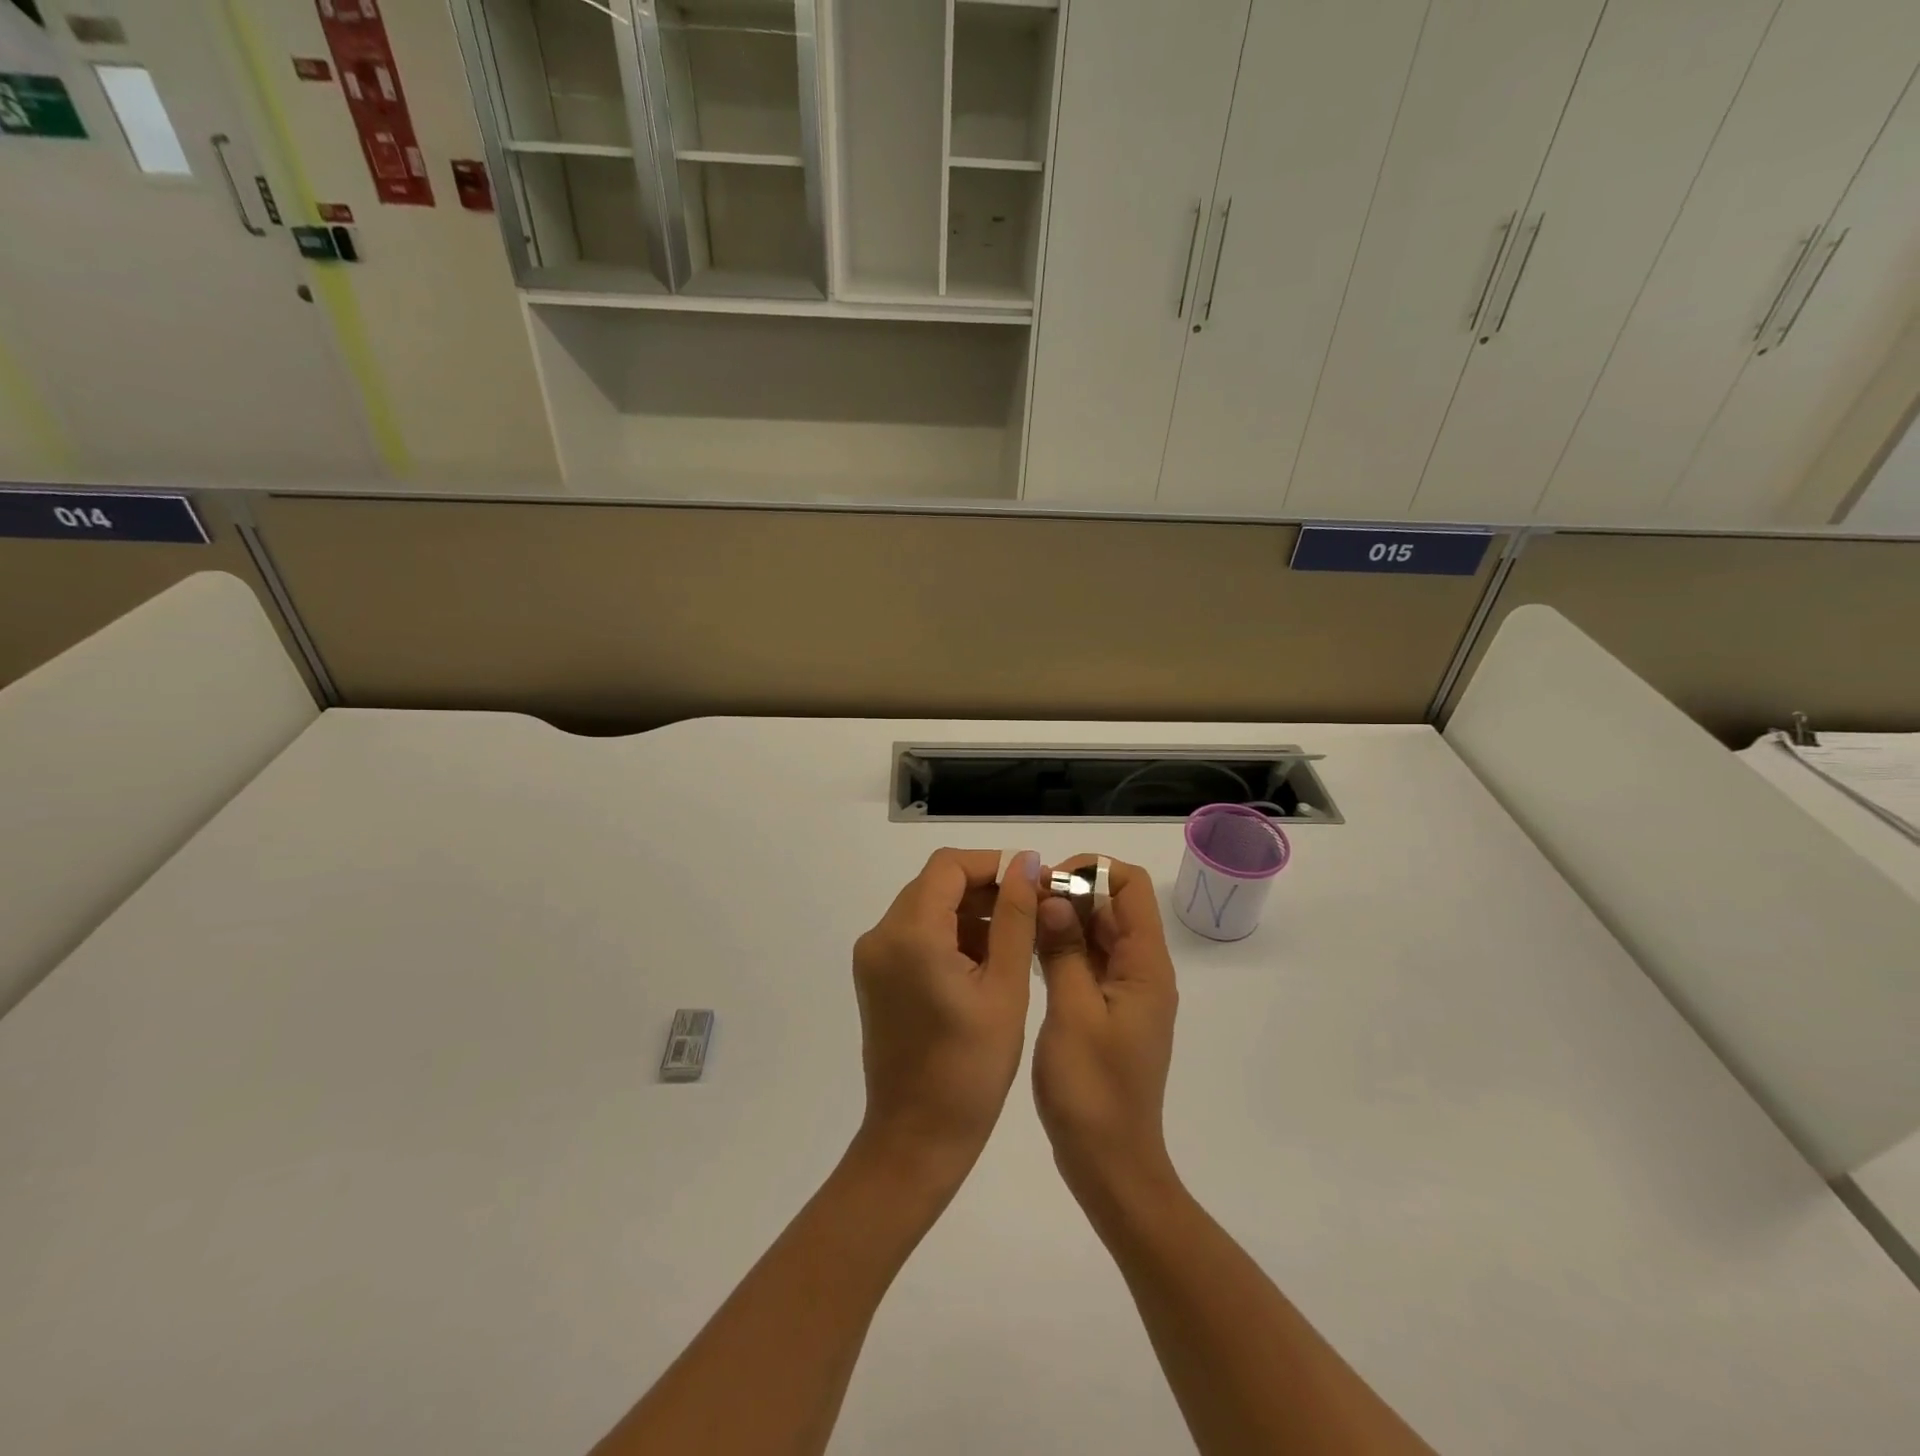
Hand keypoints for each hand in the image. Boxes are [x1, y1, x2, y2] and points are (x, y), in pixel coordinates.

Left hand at [851, 848, 1042, 1189]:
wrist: (916, 1139)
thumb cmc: (970, 1069)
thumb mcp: (1005, 987)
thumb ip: (1015, 917)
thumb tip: (1025, 863)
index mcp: (910, 934)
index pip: (949, 866)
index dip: (992, 864)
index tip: (1032, 883)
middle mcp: (881, 935)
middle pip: (935, 884)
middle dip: (984, 889)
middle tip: (1031, 912)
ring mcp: (873, 957)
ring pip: (926, 908)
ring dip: (969, 913)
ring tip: (1015, 941)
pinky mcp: (875, 977)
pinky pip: (915, 935)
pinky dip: (949, 936)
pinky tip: (985, 963)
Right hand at [1032, 857, 1180, 1209]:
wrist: (1110, 1165)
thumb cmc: (1092, 1090)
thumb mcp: (1072, 1012)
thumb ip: (1065, 950)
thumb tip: (1054, 898)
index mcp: (1145, 966)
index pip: (1132, 886)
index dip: (1092, 870)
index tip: (1047, 881)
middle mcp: (1142, 971)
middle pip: (1113, 906)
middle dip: (1070, 892)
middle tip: (1020, 901)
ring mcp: (1125, 993)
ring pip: (1097, 934)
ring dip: (1063, 920)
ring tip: (1017, 921)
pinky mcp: (1107, 1012)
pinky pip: (1088, 962)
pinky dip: (1062, 949)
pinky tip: (1025, 952)